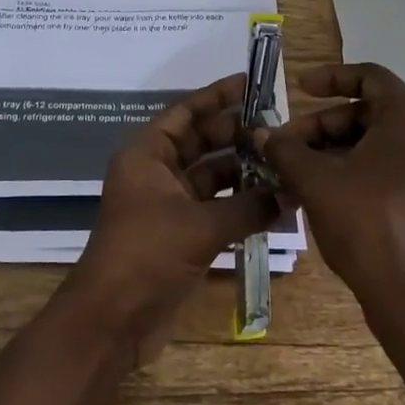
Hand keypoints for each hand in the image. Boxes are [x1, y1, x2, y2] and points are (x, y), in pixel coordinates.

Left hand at [64, 73, 282, 360]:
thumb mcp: (200, 226)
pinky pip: (215, 207)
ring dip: (244, 171)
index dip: (216, 96)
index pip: (185, 113)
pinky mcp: (180, 234)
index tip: (251, 84)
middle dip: (237, 134)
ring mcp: (168, 205)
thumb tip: (291, 193)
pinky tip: (275, 202)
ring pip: (211, 176)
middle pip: (201, 142)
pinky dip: (241, 204)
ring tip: (285, 163)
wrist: (113, 319)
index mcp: (147, 155)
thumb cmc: (147, 255)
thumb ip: (248, 206)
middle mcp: (156, 173)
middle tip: (279, 128)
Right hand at [252, 63, 404, 391]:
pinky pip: (396, 165)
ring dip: (338, 150)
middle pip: (372, 112)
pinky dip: (361, 168)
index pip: (369, 76)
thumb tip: (261, 134)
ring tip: (298, 172)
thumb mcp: (315, 182)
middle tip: (288, 146)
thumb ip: (285, 149)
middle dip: (325, 125)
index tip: (299, 89)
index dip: (330, 78)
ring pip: (382, 142)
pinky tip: (326, 190)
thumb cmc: (367, 226)